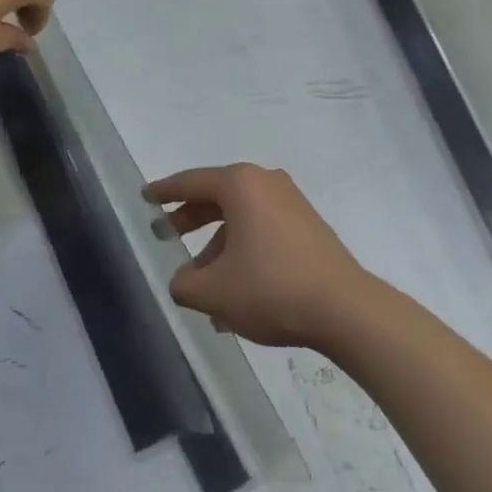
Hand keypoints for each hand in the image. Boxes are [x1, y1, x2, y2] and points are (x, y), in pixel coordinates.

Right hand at [144, 164, 374, 348]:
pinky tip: (234, 294)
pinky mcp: (308, 227)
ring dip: (217, 246)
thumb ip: (184, 285)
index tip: (146, 196)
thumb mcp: (214, 292)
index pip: (191, 182)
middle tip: (165, 233)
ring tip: (200, 284)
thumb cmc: (271, 289)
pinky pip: (262, 231)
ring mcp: (291, 203)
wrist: (345, 309)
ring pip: (240, 219)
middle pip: (217, 197)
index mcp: (240, 185)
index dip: (165, 191)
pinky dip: (242, 252)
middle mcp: (265, 183)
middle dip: (190, 218)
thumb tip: (182, 281)